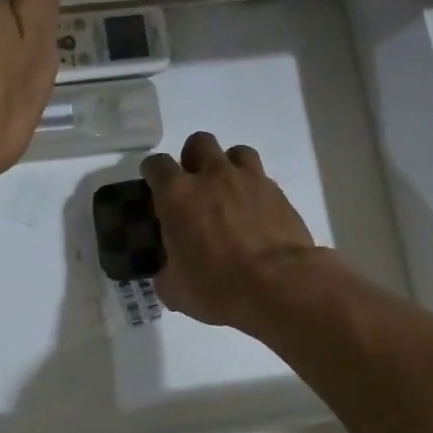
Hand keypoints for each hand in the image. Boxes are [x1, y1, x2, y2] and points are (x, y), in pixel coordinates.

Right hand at [141, 132, 322, 331]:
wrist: (280, 286)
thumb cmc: (218, 286)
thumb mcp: (175, 290)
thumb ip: (166, 272)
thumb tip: (168, 271)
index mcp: (177, 195)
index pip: (156, 165)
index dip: (153, 173)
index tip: (154, 188)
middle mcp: (212, 176)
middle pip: (199, 143)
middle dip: (193, 159)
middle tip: (195, 186)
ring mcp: (249, 180)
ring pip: (236, 152)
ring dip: (228, 166)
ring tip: (229, 193)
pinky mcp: (278, 193)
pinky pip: (262, 179)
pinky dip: (255, 190)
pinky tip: (255, 214)